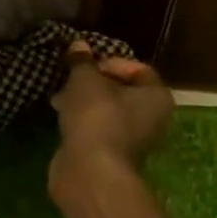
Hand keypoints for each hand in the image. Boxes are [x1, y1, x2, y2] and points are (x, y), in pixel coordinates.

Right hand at [49, 41, 173, 197]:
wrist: (90, 171)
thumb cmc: (97, 116)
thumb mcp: (86, 79)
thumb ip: (82, 61)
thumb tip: (78, 45)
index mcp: (156, 97)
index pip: (138, 68)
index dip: (111, 61)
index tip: (87, 64)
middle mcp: (151, 119)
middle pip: (122, 90)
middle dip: (93, 81)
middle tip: (71, 77)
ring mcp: (131, 140)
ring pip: (107, 110)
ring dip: (84, 100)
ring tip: (60, 95)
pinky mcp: (110, 155)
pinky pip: (96, 128)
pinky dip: (81, 120)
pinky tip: (60, 115)